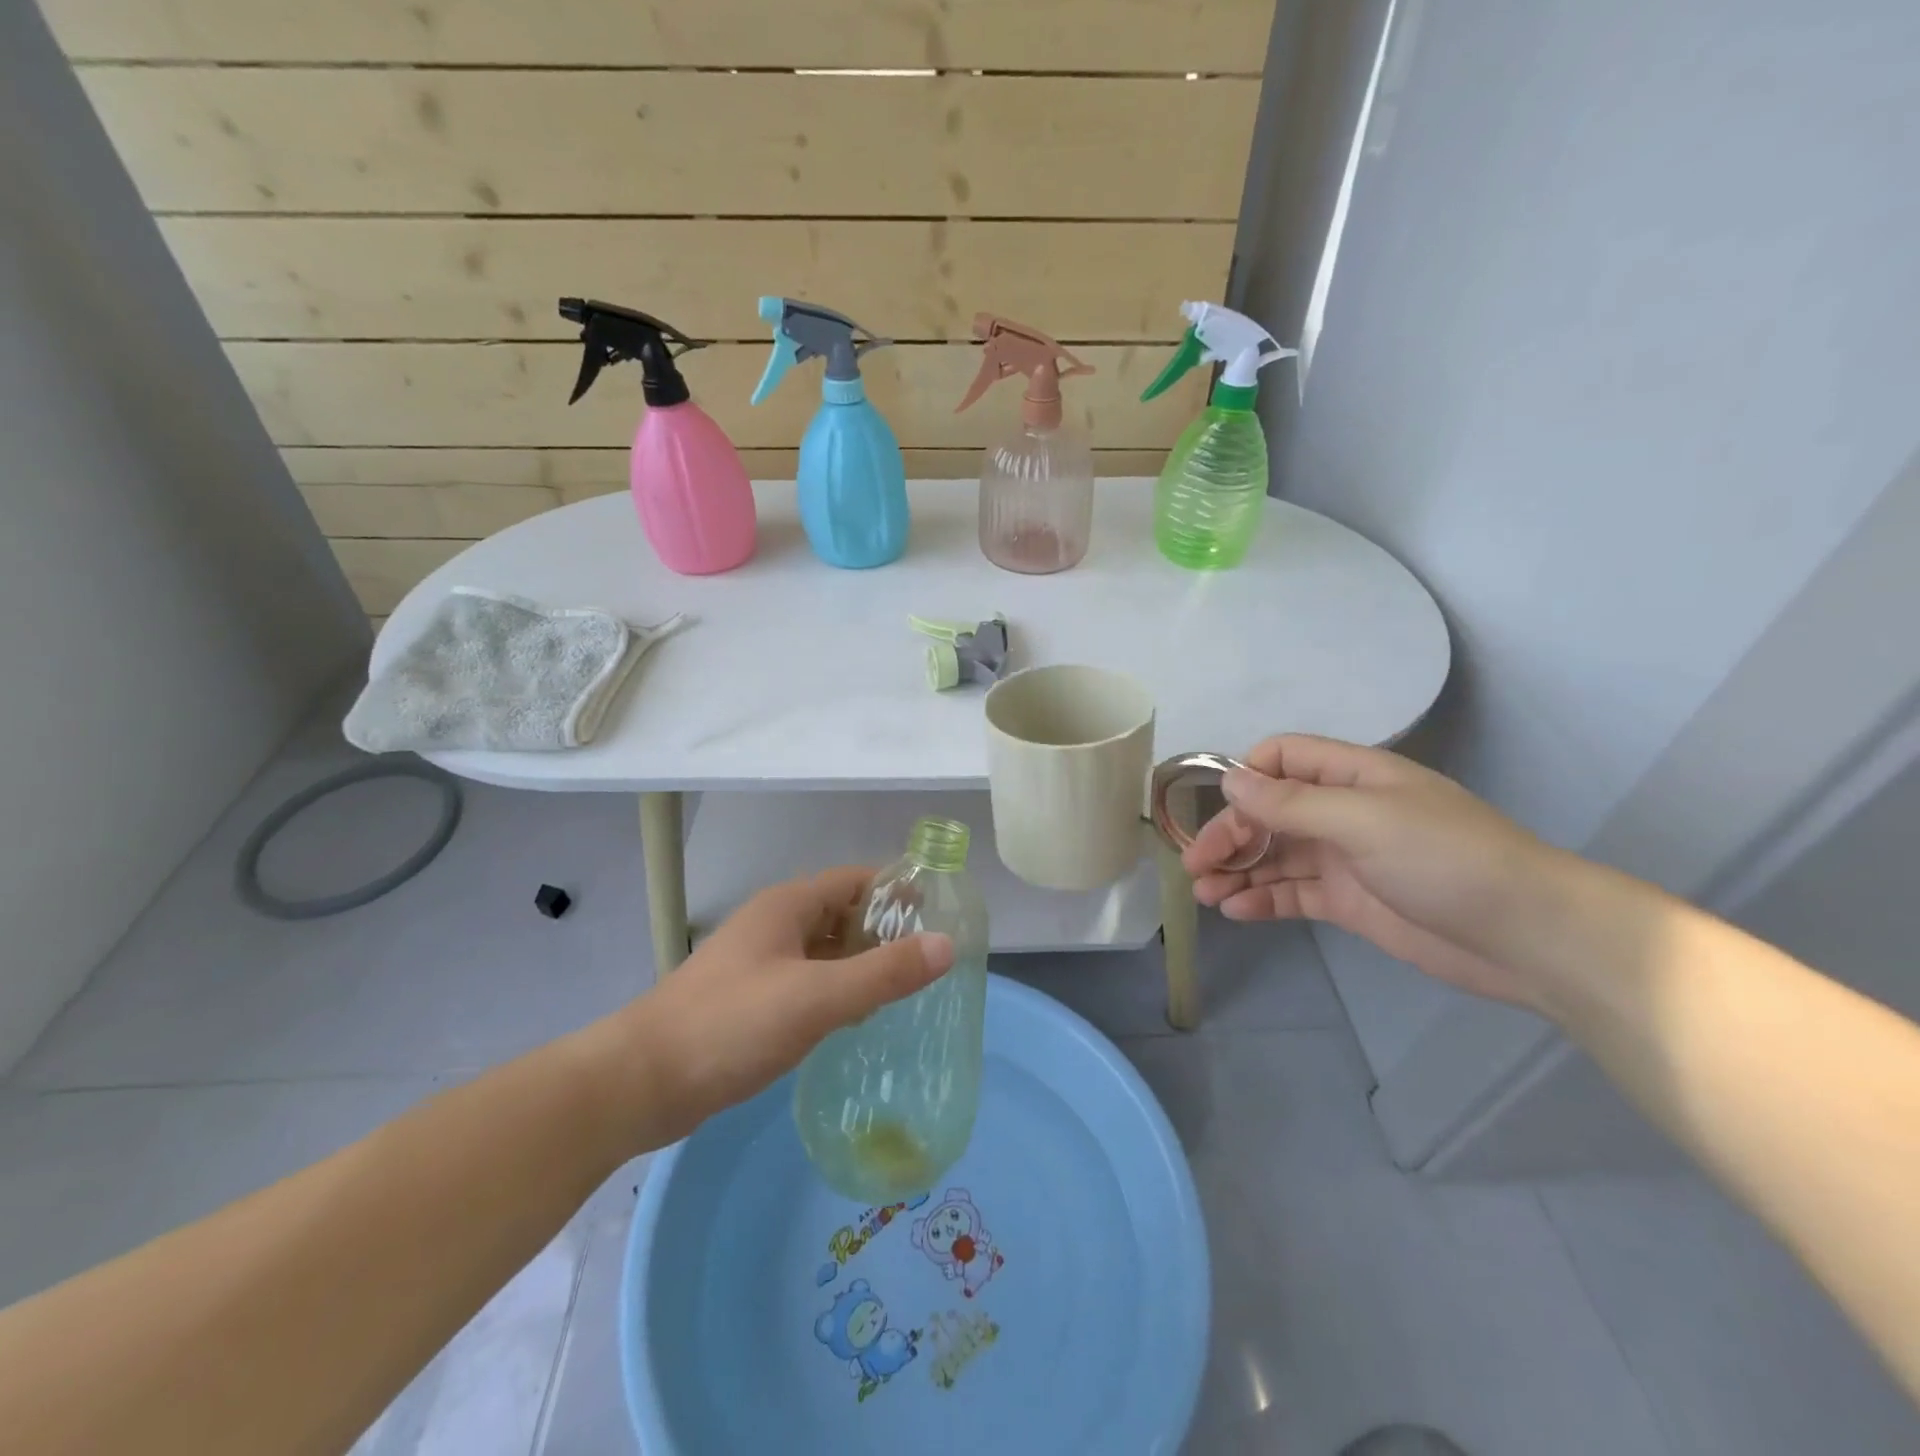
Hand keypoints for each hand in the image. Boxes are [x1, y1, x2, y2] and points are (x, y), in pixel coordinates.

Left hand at [598, 867, 954, 1148]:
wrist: (640, 1083)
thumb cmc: (731, 1025)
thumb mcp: (816, 997)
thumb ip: (883, 973)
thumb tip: (946, 944)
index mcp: (788, 907)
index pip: (855, 880)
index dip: (896, 890)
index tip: (938, 912)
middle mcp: (774, 926)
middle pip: (841, 915)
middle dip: (884, 931)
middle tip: (930, 959)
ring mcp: (758, 964)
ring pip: (824, 952)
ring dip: (861, 964)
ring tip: (905, 990)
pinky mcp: (749, 1002)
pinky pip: (807, 983)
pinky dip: (836, 991)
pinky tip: (856, 1019)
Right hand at [1184, 735, 1568, 1007]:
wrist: (1528, 937)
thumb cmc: (1446, 859)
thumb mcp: (1364, 820)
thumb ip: (1291, 802)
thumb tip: (1230, 778)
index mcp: (1351, 776)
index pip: (1281, 758)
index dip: (1245, 778)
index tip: (1219, 810)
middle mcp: (1342, 811)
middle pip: (1268, 812)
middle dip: (1229, 834)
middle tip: (1196, 865)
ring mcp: (1344, 859)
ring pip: (1274, 856)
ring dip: (1237, 869)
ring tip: (1204, 893)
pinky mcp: (1348, 902)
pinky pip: (1292, 893)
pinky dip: (1261, 899)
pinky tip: (1235, 911)